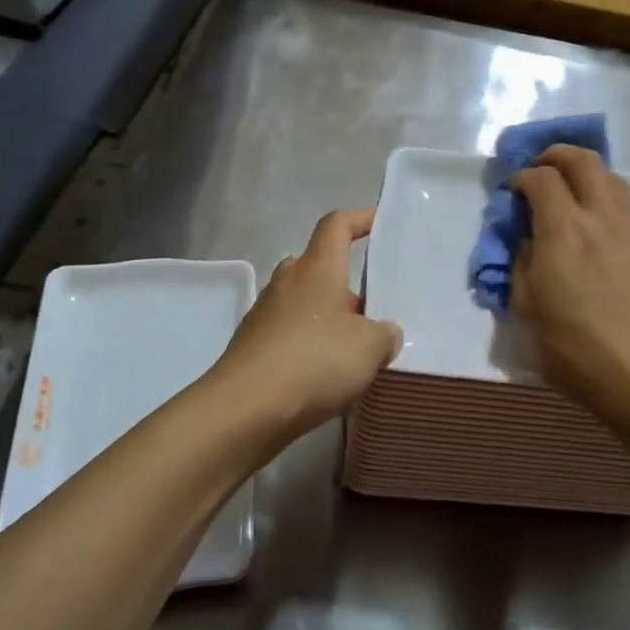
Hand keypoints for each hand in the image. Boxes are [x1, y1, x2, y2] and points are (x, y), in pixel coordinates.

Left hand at [211, 208, 401, 434]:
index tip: (379, 221)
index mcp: (317, 268)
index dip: (359, 218)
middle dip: (344, 280)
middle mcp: (288, 282)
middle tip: (372, 305)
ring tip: (354, 345)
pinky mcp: (252, 347)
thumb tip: (383, 333)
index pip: (336, 225)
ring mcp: (264, 314)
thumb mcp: (369, 348)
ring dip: (326, 315)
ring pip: (303, 301)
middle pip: (318, 265)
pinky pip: (288, 333)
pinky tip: (326, 373)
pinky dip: (308, 343)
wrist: (244, 410)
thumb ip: (384, 334)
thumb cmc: (313, 362)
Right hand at [511, 146, 629, 421]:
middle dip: (559, 155)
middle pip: (584, 163)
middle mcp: (599, 218)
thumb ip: (524, 261)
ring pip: (618, 182)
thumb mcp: (526, 304)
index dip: (523, 176)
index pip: (540, 180)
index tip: (515, 191)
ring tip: (584, 186)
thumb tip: (531, 239)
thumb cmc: (569, 344)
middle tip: (546, 167)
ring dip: (596, 174)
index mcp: (561, 229)